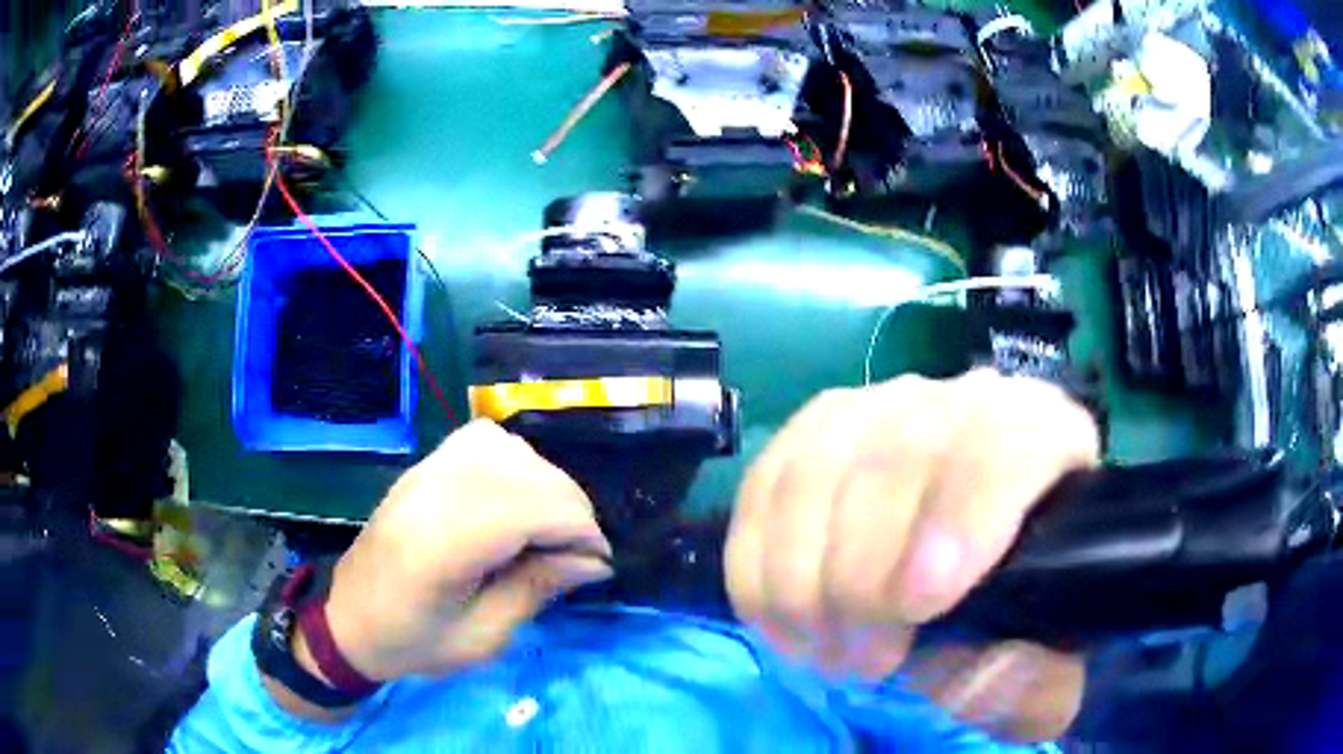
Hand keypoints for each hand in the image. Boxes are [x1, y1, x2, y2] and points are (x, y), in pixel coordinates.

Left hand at [323, 420, 612, 680]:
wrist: (349, 621)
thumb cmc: (413, 642)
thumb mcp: (482, 638)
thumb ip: (536, 590)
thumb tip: (594, 561)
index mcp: (442, 545)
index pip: (531, 508)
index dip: (580, 529)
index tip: (598, 563)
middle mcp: (433, 493)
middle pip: (526, 473)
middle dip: (571, 508)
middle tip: (578, 553)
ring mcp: (424, 472)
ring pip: (509, 448)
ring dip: (545, 482)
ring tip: (550, 525)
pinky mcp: (422, 467)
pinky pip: (482, 440)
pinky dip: (515, 461)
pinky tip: (516, 495)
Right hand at [725, 370, 1099, 740]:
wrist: (988, 560)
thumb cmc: (1031, 610)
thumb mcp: (1056, 666)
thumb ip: (1038, 682)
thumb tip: (969, 674)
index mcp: (1047, 436)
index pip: (1008, 446)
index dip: (960, 519)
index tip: (918, 606)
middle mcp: (965, 400)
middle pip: (896, 461)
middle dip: (861, 581)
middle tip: (862, 663)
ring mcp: (884, 407)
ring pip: (816, 471)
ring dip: (800, 579)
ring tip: (822, 651)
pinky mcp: (819, 431)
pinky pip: (766, 484)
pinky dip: (756, 562)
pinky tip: (778, 618)